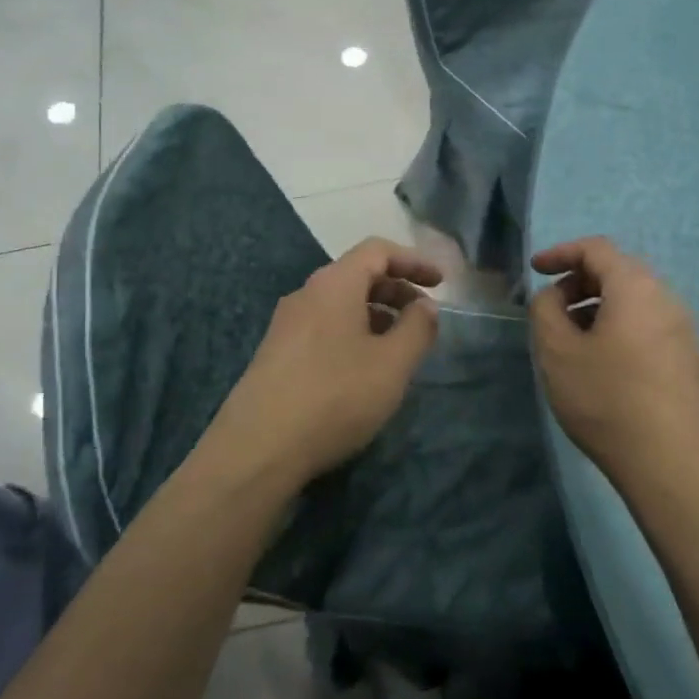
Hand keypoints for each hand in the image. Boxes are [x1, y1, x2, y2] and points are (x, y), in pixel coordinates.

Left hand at [211, 238, 442, 483]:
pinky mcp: (276, 353)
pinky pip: (323, 327)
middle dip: (396, 289)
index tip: (441, 283)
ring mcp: (286, 324)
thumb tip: (425, 306)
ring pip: (339, 303)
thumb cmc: (335, 396)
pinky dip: (353, 333)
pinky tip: (364, 369)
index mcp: (334, 284)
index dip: (413, 261)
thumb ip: (417, 329)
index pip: (377, 250)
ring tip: (399, 346)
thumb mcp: (392, 364)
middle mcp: (306, 294)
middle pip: (357, 274)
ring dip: (375, 314)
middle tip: (424, 316)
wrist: (258, 447)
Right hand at [529, 236, 698, 483]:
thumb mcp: (556, 350)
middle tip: (550, 308)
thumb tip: (554, 297)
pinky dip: (616, 325)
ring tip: (569, 338)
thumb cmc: (606, 398)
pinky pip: (645, 324)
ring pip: (632, 300)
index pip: (596, 249)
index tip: (535, 269)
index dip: (561, 253)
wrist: (670, 461)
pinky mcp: (685, 358)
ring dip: (596, 306)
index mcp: (635, 287)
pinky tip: (598, 360)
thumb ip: (545, 309)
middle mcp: (665, 298)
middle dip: (578, 281)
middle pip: (617, 271)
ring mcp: (680, 329)